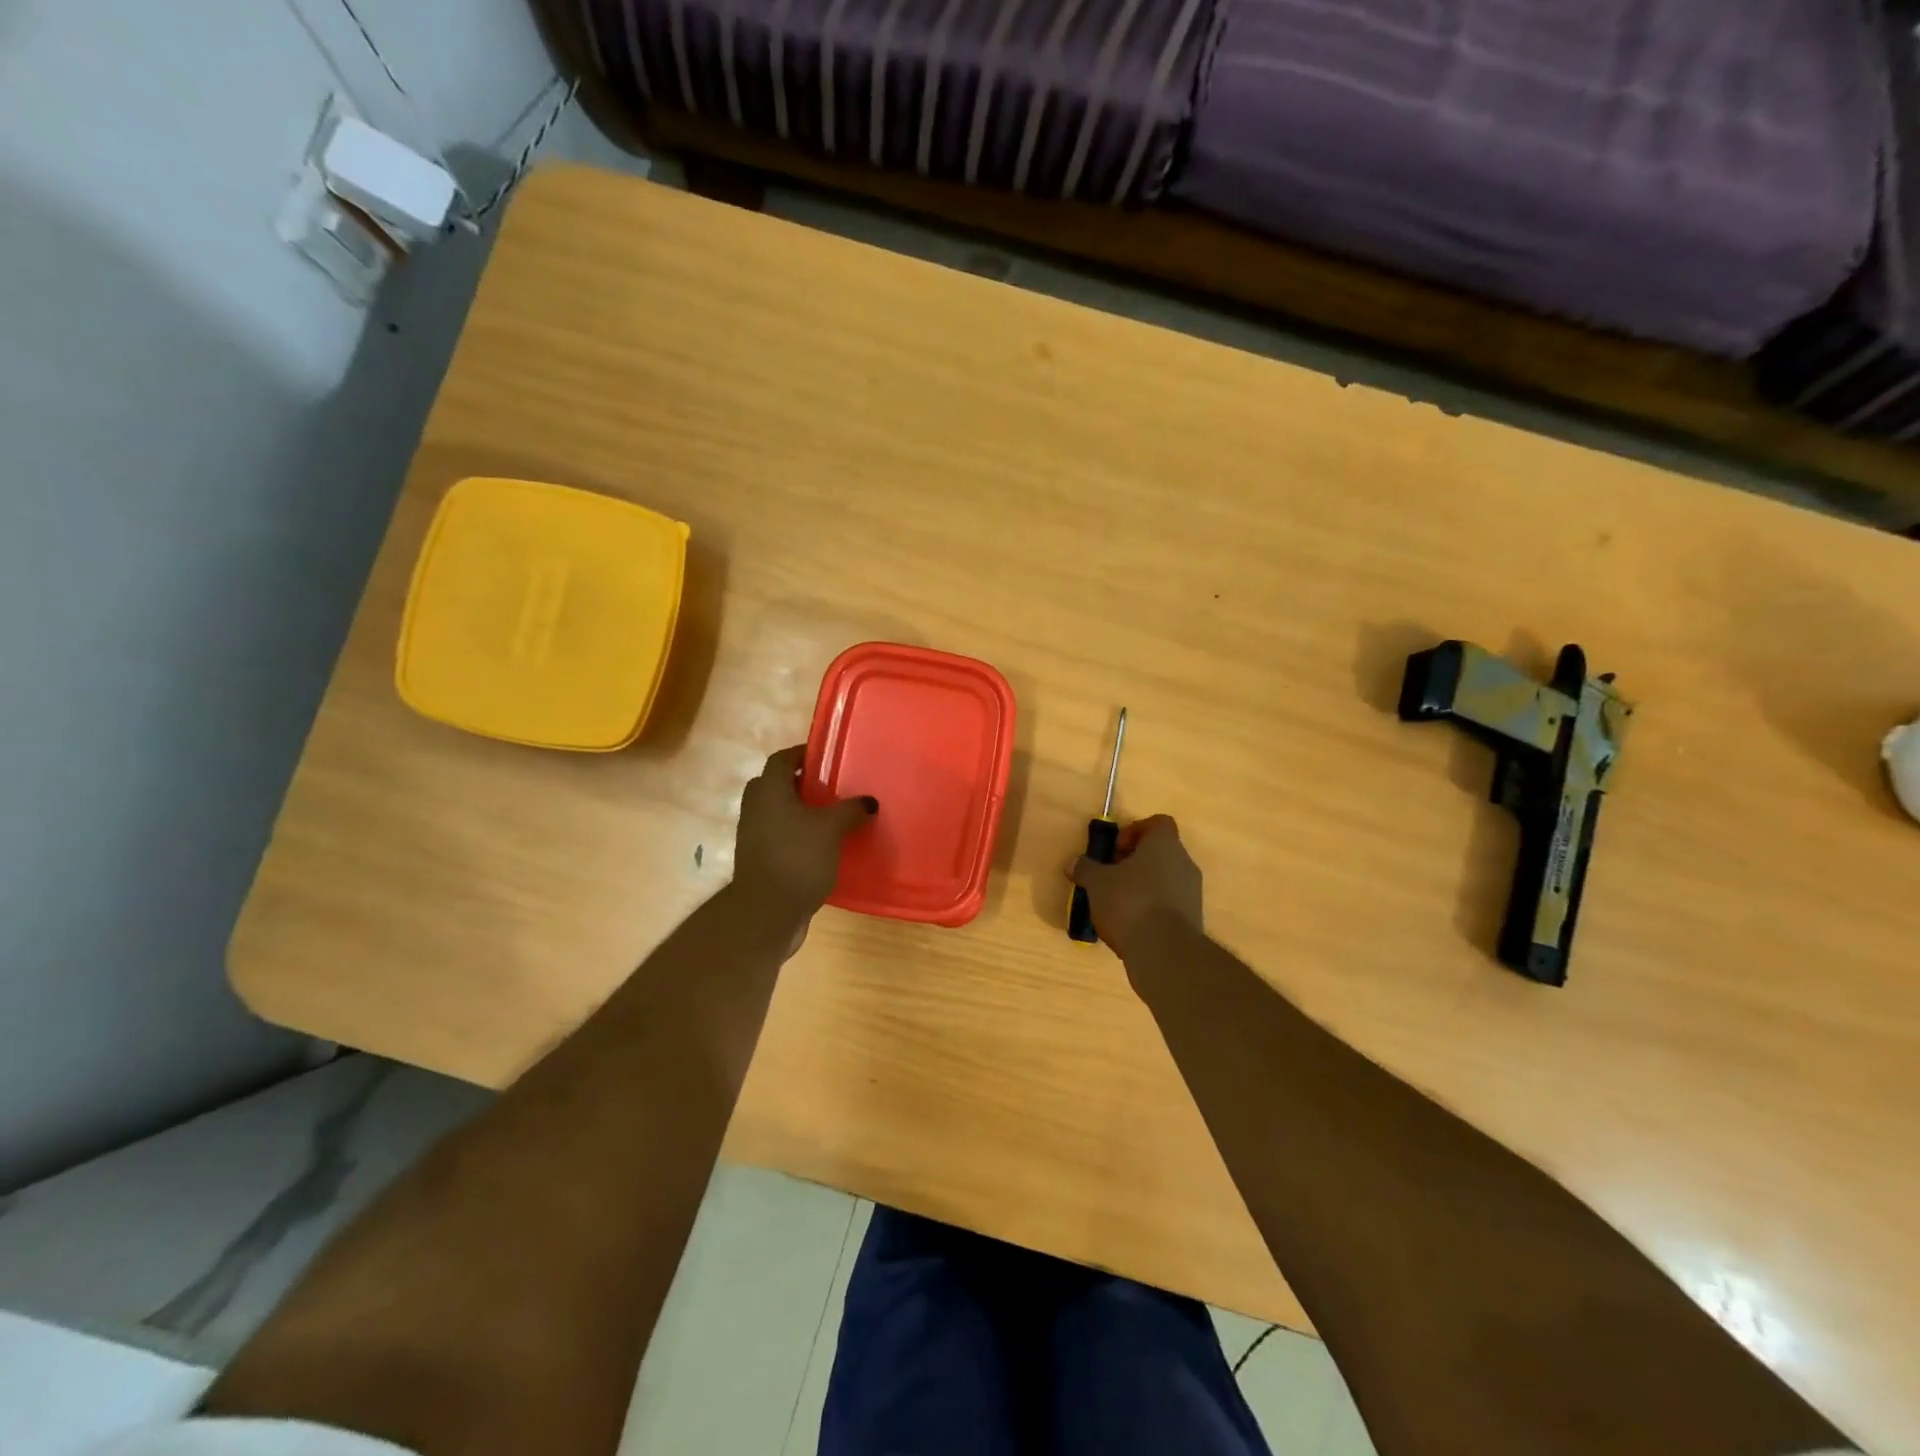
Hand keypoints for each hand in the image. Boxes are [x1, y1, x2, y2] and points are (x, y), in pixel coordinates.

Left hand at [733, 746, 876, 925]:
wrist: (767, 911)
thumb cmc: (798, 857)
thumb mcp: (832, 829)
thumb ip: (850, 810)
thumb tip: (869, 801)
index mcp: (769, 791)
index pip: (781, 759)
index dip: (802, 754)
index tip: (826, 757)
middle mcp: (756, 808)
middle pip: (776, 784)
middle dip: (800, 783)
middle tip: (830, 786)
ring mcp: (754, 835)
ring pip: (777, 812)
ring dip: (800, 811)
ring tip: (832, 816)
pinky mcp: (760, 860)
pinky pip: (779, 836)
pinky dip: (797, 835)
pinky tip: (823, 846)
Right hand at [1071, 814, 1203, 958]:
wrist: (1165, 952)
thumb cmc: (1130, 902)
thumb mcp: (1097, 883)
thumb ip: (1086, 869)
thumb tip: (1074, 863)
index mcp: (1164, 845)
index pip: (1157, 823)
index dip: (1134, 831)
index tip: (1115, 850)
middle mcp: (1184, 863)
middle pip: (1160, 853)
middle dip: (1134, 862)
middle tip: (1110, 877)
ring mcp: (1191, 893)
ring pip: (1164, 879)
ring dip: (1142, 887)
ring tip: (1116, 904)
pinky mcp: (1192, 919)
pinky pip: (1168, 904)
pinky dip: (1151, 908)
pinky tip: (1130, 925)